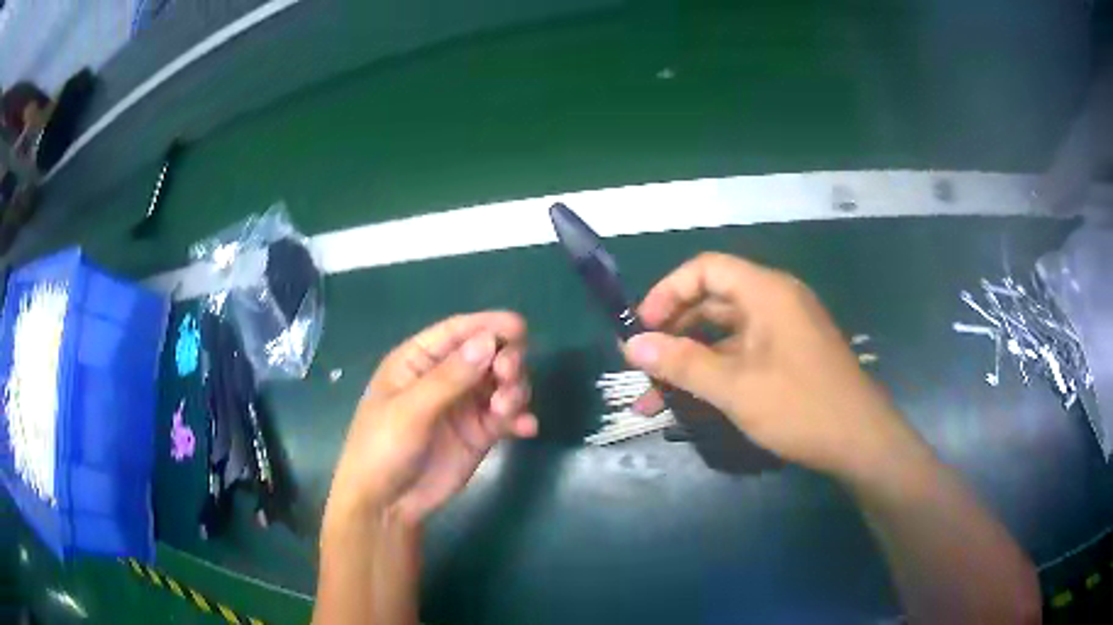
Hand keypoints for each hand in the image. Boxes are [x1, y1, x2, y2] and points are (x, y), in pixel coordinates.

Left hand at [325, 312, 536, 526]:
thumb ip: (449, 378)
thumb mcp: (410, 411)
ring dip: (514, 390)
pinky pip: (507, 417)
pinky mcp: (480, 434)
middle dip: (505, 360)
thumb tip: (489, 341)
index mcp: (418, 361)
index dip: (488, 325)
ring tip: (506, 411)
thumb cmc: (382, 448)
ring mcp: (464, 406)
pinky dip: (520, 418)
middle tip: (508, 376)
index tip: (519, 327)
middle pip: (487, 354)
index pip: (457, 332)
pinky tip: (526, 429)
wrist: (387, 504)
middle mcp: (445, 378)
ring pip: (502, 384)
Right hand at [623, 253, 917, 478]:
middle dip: (674, 330)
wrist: (860, 440)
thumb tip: (632, 345)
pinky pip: (743, 351)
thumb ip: (683, 363)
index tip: (641, 329)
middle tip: (643, 362)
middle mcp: (775, 301)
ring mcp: (784, 329)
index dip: (668, 292)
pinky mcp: (788, 355)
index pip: (706, 269)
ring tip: (656, 391)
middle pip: (713, 299)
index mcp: (766, 292)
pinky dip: (715, 369)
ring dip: (690, 357)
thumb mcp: (736, 387)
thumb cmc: (800, 407)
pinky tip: (691, 399)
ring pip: (725, 331)